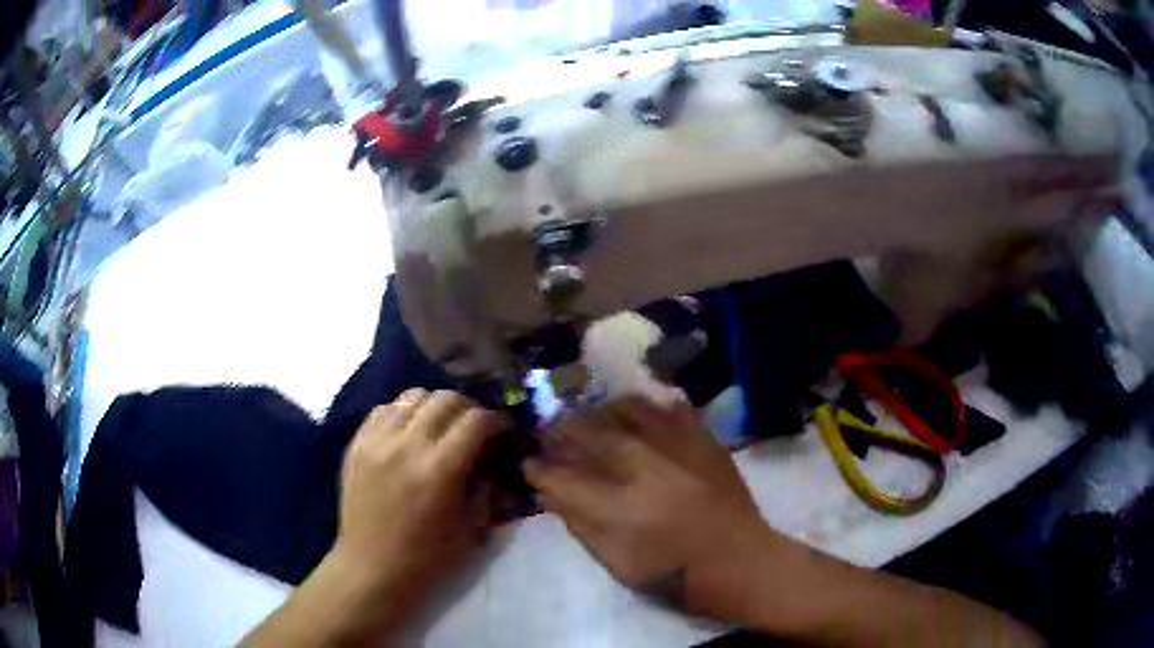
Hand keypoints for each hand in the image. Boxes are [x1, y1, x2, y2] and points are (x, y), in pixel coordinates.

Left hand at [333, 388, 506, 626]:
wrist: (372, 567)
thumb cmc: (427, 557)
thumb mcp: (472, 529)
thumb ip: (486, 487)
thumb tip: (491, 459)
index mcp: (440, 470)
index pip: (476, 421)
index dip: (497, 421)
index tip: (503, 431)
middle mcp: (407, 445)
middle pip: (445, 399)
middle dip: (469, 408)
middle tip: (475, 427)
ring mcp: (377, 441)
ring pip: (413, 396)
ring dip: (435, 406)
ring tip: (440, 426)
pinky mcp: (357, 443)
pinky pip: (384, 409)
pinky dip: (403, 413)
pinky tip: (408, 432)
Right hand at [524, 396, 780, 620]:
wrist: (743, 564)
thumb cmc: (678, 577)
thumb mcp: (620, 567)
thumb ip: (584, 528)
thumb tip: (554, 496)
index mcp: (622, 513)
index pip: (566, 481)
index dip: (541, 470)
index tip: (529, 463)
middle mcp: (647, 473)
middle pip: (595, 437)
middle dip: (565, 429)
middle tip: (550, 424)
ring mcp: (680, 453)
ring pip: (631, 414)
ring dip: (602, 409)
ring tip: (587, 408)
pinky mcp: (707, 443)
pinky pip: (673, 410)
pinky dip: (649, 404)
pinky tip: (635, 404)